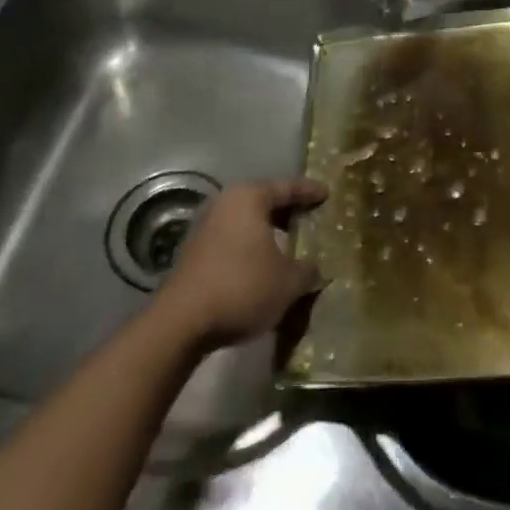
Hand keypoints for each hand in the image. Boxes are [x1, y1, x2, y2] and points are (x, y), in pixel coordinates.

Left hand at [155, 178, 325, 350]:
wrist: (182, 322)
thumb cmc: (243, 287)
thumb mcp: (288, 282)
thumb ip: (308, 269)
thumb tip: (315, 268)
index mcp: (249, 197)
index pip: (287, 187)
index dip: (309, 192)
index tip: (326, 193)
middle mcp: (225, 203)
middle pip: (264, 201)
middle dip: (288, 211)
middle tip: (311, 218)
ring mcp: (206, 226)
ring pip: (247, 221)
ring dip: (268, 231)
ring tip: (290, 244)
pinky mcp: (195, 251)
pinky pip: (233, 238)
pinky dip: (251, 245)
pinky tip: (263, 264)